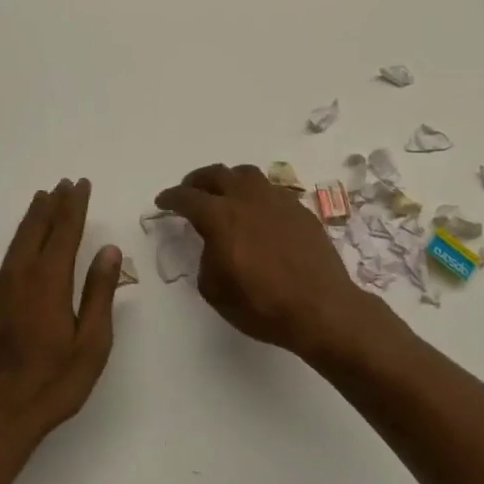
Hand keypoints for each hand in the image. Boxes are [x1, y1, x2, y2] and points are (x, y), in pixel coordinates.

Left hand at [0, 178, 121, 446]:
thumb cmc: (54, 382)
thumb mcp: (91, 342)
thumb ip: (100, 292)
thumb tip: (109, 250)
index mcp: (49, 281)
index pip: (64, 232)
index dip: (74, 206)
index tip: (81, 184)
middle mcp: (22, 276)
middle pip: (38, 229)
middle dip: (53, 204)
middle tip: (64, 183)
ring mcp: (3, 289)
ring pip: (19, 240)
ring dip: (34, 217)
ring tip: (44, 198)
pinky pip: (10, 255)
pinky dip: (21, 237)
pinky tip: (26, 239)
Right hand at [155, 164, 394, 359]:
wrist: (321, 309)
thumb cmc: (262, 305)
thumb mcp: (215, 290)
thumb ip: (206, 258)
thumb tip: (214, 245)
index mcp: (221, 217)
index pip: (188, 198)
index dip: (171, 198)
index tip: (163, 202)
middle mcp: (248, 199)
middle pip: (217, 174)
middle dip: (198, 180)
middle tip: (191, 191)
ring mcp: (278, 200)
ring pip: (247, 174)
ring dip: (229, 180)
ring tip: (225, 194)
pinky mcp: (300, 210)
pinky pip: (272, 191)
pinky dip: (256, 195)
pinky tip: (258, 213)